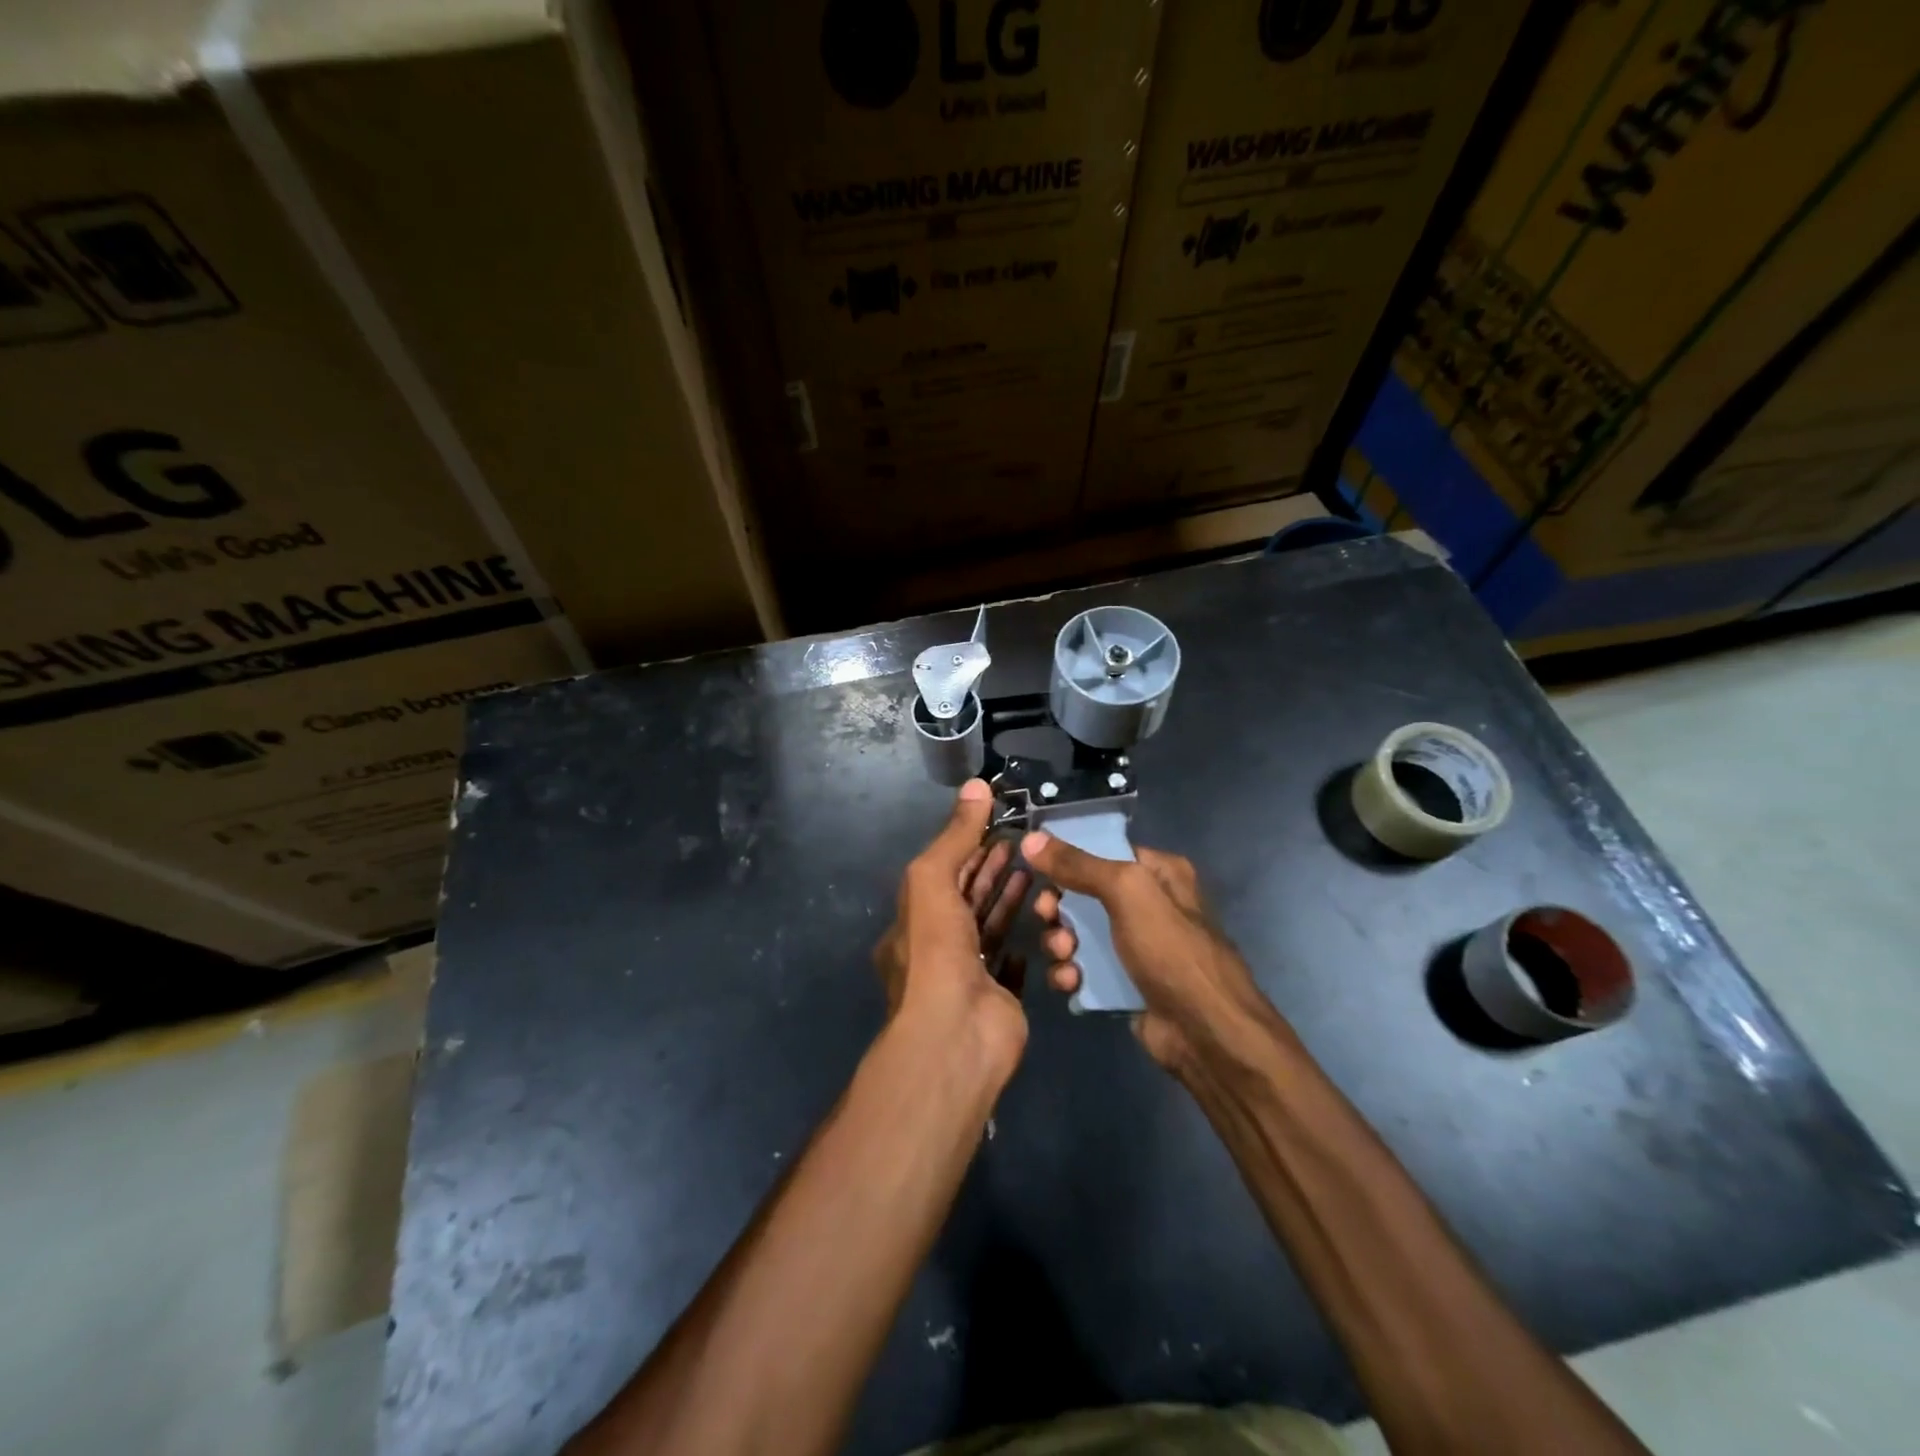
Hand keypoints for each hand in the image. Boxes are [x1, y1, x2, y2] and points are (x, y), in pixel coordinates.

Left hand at [873, 781, 1030, 1072]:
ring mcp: (967, 976)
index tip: (999, 825)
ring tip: (1037, 873)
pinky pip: (1010, 966)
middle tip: (1024, 845)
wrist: (956, 1033)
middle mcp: (935, 948)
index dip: (969, 848)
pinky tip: (1039, 926)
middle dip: (991, 870)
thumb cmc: (937, 950)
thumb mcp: (933, 880)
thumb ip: (956, 835)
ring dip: (1009, 901)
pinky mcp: (998, 998)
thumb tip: (977, 784)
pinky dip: (1022, 944)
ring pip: (990, 929)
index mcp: (912, 922)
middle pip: (966, 900)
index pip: (942, 875)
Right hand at [1021, 832, 1280, 1075]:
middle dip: (1058, 907)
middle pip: (1083, 894)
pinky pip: (1083, 969)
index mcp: (1158, 873)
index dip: (1067, 858)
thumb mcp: (1127, 893)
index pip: (1102, 851)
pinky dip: (1070, 973)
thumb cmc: (1172, 950)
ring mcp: (1134, 947)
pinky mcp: (1122, 983)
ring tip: (1064, 955)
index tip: (1036, 870)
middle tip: (1046, 916)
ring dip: (1060, 942)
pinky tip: (1070, 982)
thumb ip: (1078, 864)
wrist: (1207, 1033)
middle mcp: (1147, 905)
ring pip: (1078, 933)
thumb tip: (1030, 839)